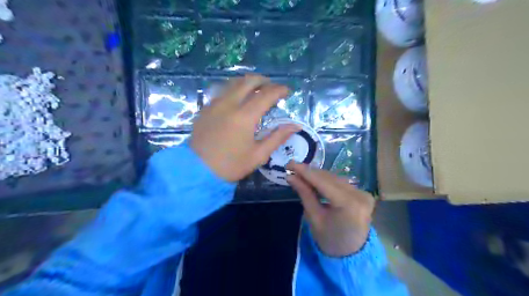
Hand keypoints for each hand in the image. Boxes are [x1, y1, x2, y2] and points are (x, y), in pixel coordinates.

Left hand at [190, 74, 298, 180]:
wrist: (197, 171)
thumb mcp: (258, 155)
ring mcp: (215, 104)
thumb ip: (277, 137)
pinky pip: (222, 90)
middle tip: (272, 88)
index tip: (287, 91)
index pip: (266, 95)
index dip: (279, 90)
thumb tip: (295, 126)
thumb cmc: (231, 165)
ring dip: (248, 82)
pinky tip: (238, 98)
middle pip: (249, 81)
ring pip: (233, 83)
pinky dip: (235, 89)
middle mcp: (229, 104)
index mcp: (244, 117)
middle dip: (264, 81)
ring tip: (257, 90)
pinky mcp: (206, 108)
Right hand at [286, 161, 375, 255]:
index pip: (324, 182)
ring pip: (335, 178)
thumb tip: (291, 176)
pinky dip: (326, 180)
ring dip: (317, 175)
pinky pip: (341, 183)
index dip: (305, 171)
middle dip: (310, 172)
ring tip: (300, 172)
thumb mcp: (314, 218)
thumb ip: (304, 194)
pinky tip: (314, 178)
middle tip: (292, 167)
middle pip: (330, 178)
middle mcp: (360, 195)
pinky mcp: (363, 193)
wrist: (352, 254)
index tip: (289, 163)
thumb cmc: (330, 240)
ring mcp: (364, 193)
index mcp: (349, 205)